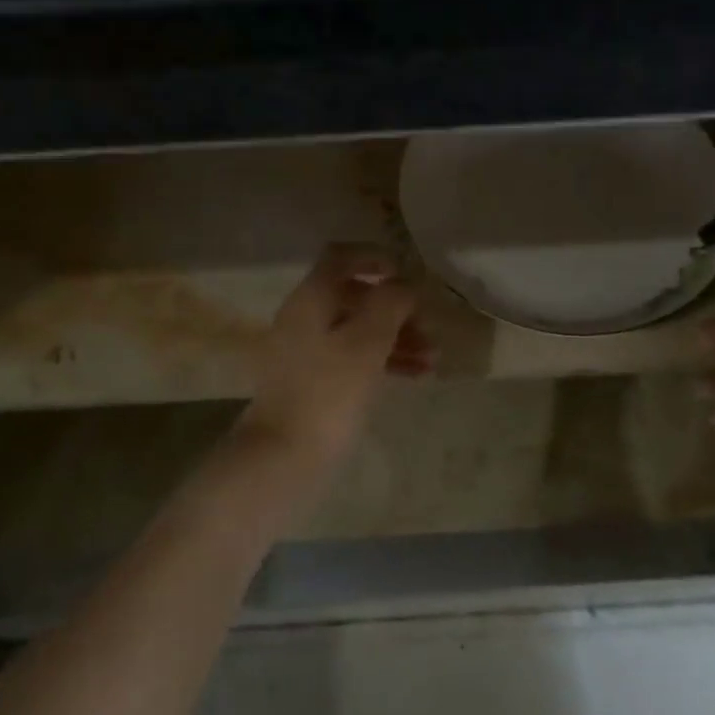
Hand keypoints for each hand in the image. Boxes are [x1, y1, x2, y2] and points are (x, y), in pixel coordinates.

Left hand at [240, 244, 432, 466]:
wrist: (282, 457)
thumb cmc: (328, 393)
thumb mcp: (367, 343)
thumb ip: (389, 304)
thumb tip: (403, 285)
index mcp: (311, 299)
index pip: (340, 257)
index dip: (375, 257)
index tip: (407, 276)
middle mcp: (303, 318)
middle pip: (354, 296)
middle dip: (396, 309)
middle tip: (429, 329)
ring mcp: (304, 352)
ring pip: (356, 330)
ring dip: (395, 337)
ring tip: (432, 359)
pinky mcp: (311, 382)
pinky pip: (351, 358)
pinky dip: (381, 360)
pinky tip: (415, 376)